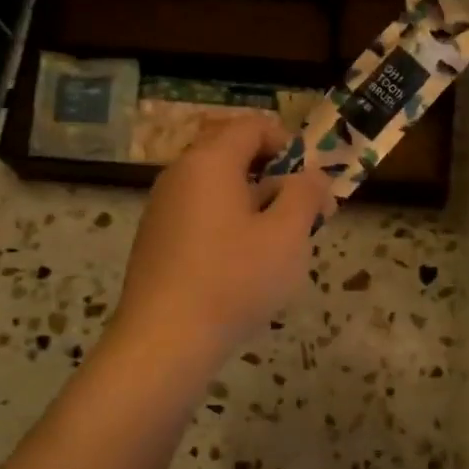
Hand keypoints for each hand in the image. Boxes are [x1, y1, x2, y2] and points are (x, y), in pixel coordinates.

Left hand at [111, 117, 332, 367]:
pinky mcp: (156, 242)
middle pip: (233, 155)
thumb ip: (307, 195)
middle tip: (302, 215)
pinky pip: (201, 216)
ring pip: (218, 189)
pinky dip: (229, 226)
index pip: (252, 125)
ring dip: (255, 205)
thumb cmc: (234, 280)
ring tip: (279, 247)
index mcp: (210, 162)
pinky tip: (244, 268)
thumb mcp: (288, 235)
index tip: (311, 181)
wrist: (163, 342)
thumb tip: (312, 177)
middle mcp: (180, 175)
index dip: (289, 143)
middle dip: (275, 178)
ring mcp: (162, 209)